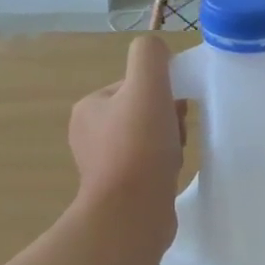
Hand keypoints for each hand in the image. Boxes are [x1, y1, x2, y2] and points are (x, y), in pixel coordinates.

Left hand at [69, 38, 183, 236]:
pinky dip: (163, 168)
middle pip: (143, 113)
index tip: (174, 110)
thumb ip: (150, 56)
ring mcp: (104, 166)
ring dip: (168, 145)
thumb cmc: (138, 148)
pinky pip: (149, 168)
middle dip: (167, 121)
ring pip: (149, 141)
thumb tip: (157, 50)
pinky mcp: (120, 191)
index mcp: (89, 107)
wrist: (132, 214)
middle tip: (175, 136)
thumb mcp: (147, 86)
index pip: (134, 86)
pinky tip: (169, 177)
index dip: (161, 93)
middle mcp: (90, 135)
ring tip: (173, 160)